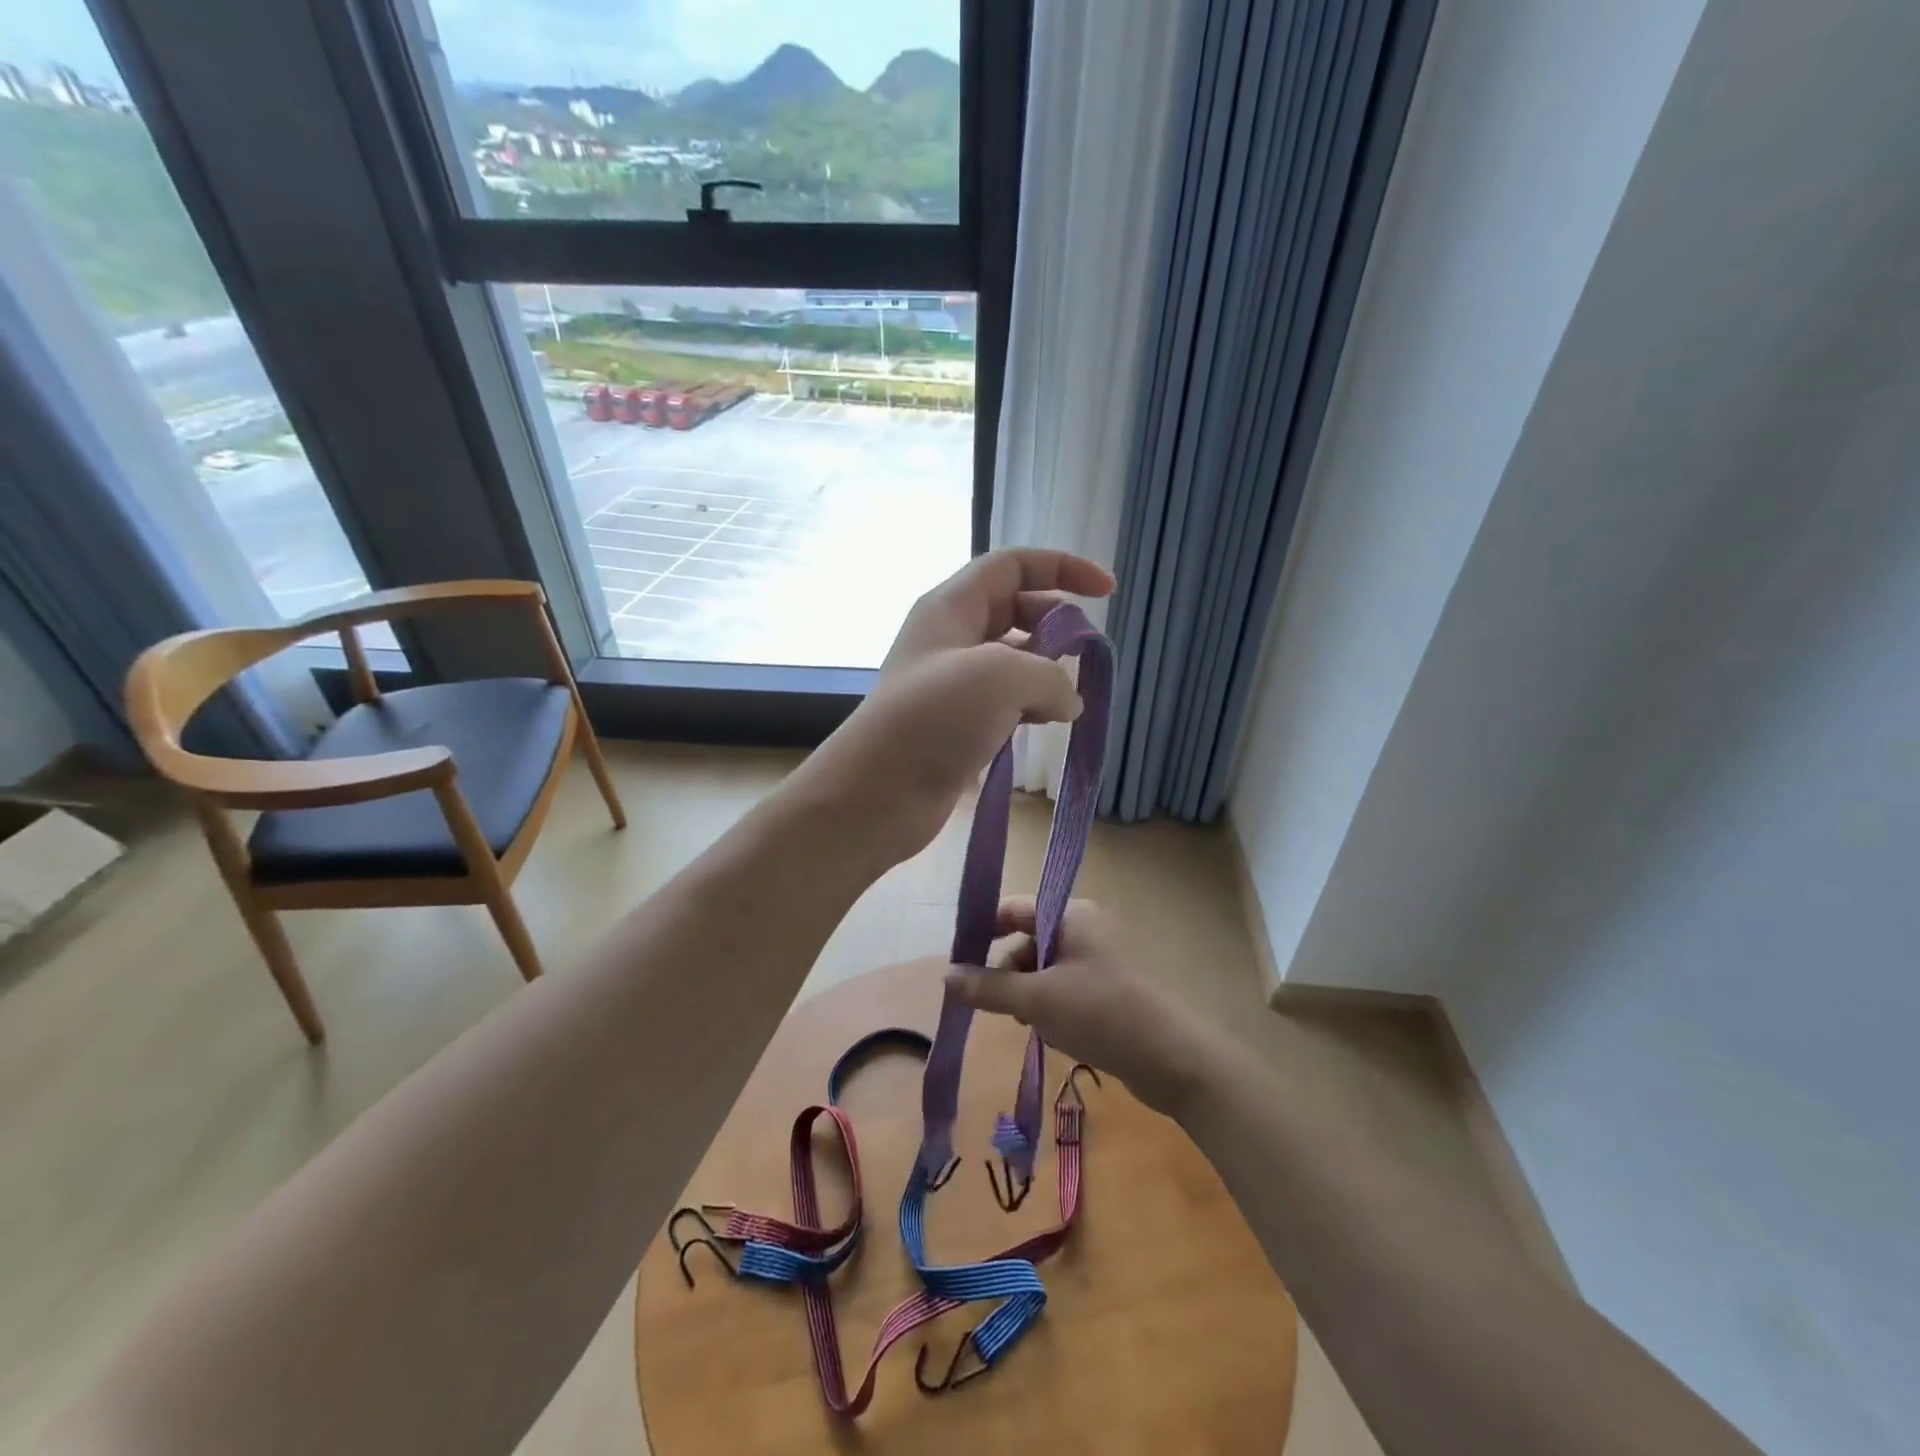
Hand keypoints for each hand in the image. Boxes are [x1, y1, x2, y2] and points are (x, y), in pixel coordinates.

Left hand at [802, 549, 1114, 862]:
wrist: (878, 793)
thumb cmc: (934, 719)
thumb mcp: (1002, 678)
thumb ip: (1051, 675)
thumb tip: (1069, 700)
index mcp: (952, 606)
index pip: (1013, 565)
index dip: (1062, 567)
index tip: (1108, 591)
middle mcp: (951, 636)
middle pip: (1016, 609)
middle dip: (1057, 624)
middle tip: (1088, 653)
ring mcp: (952, 682)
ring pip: (1013, 659)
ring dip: (1047, 671)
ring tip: (1070, 697)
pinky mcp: (957, 723)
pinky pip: (1005, 700)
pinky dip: (1032, 705)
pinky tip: (1048, 723)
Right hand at [944, 899, 1224, 1116]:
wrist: (1173, 1058)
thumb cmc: (1101, 1013)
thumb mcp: (1036, 1000)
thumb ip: (988, 987)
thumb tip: (946, 976)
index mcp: (1070, 914)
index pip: (1013, 908)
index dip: (983, 931)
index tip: (959, 962)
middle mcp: (1084, 928)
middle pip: (1027, 940)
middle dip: (1009, 973)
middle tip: (1004, 1007)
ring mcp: (1098, 958)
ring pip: (1043, 968)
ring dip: (1029, 994)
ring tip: (1033, 1024)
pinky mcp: (1107, 988)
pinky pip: (1064, 987)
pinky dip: (1051, 1006)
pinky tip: (1055, 1032)